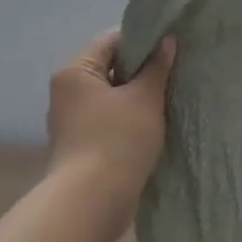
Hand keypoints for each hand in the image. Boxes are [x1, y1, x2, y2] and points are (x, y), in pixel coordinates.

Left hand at [47, 32, 175, 206]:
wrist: (93, 200)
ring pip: (110, 96)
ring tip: (167, 101)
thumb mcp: (145, 99)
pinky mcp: (81, 145)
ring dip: (137, 97)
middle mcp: (67, 92)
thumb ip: (157, 68)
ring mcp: (72, 121)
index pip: (111, 40)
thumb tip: (167, 42)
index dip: (143, 41)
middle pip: (109, 68)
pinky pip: (108, 120)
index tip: (171, 50)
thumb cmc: (118, 139)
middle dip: (141, 71)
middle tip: (174, 75)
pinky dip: (129, 119)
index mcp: (75, 71)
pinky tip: (152, 126)